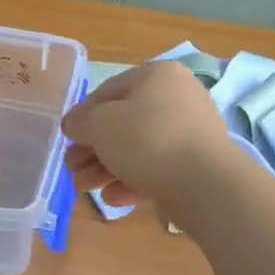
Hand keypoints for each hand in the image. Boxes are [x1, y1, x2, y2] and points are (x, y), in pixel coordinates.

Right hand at [62, 59, 235, 209]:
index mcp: (157, 76)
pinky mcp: (196, 165)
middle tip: (73, 168)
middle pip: (122, 123)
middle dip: (93, 149)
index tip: (68, 140)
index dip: (83, 116)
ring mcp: (190, 133)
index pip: (108, 92)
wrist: (206, 185)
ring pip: (138, 149)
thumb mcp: (99, 124)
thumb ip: (80, 121)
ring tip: (85, 189)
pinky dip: (133, 181)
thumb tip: (74, 124)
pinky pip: (157, 169)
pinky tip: (113, 198)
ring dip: (106, 169)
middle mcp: (177, 98)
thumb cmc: (147, 140)